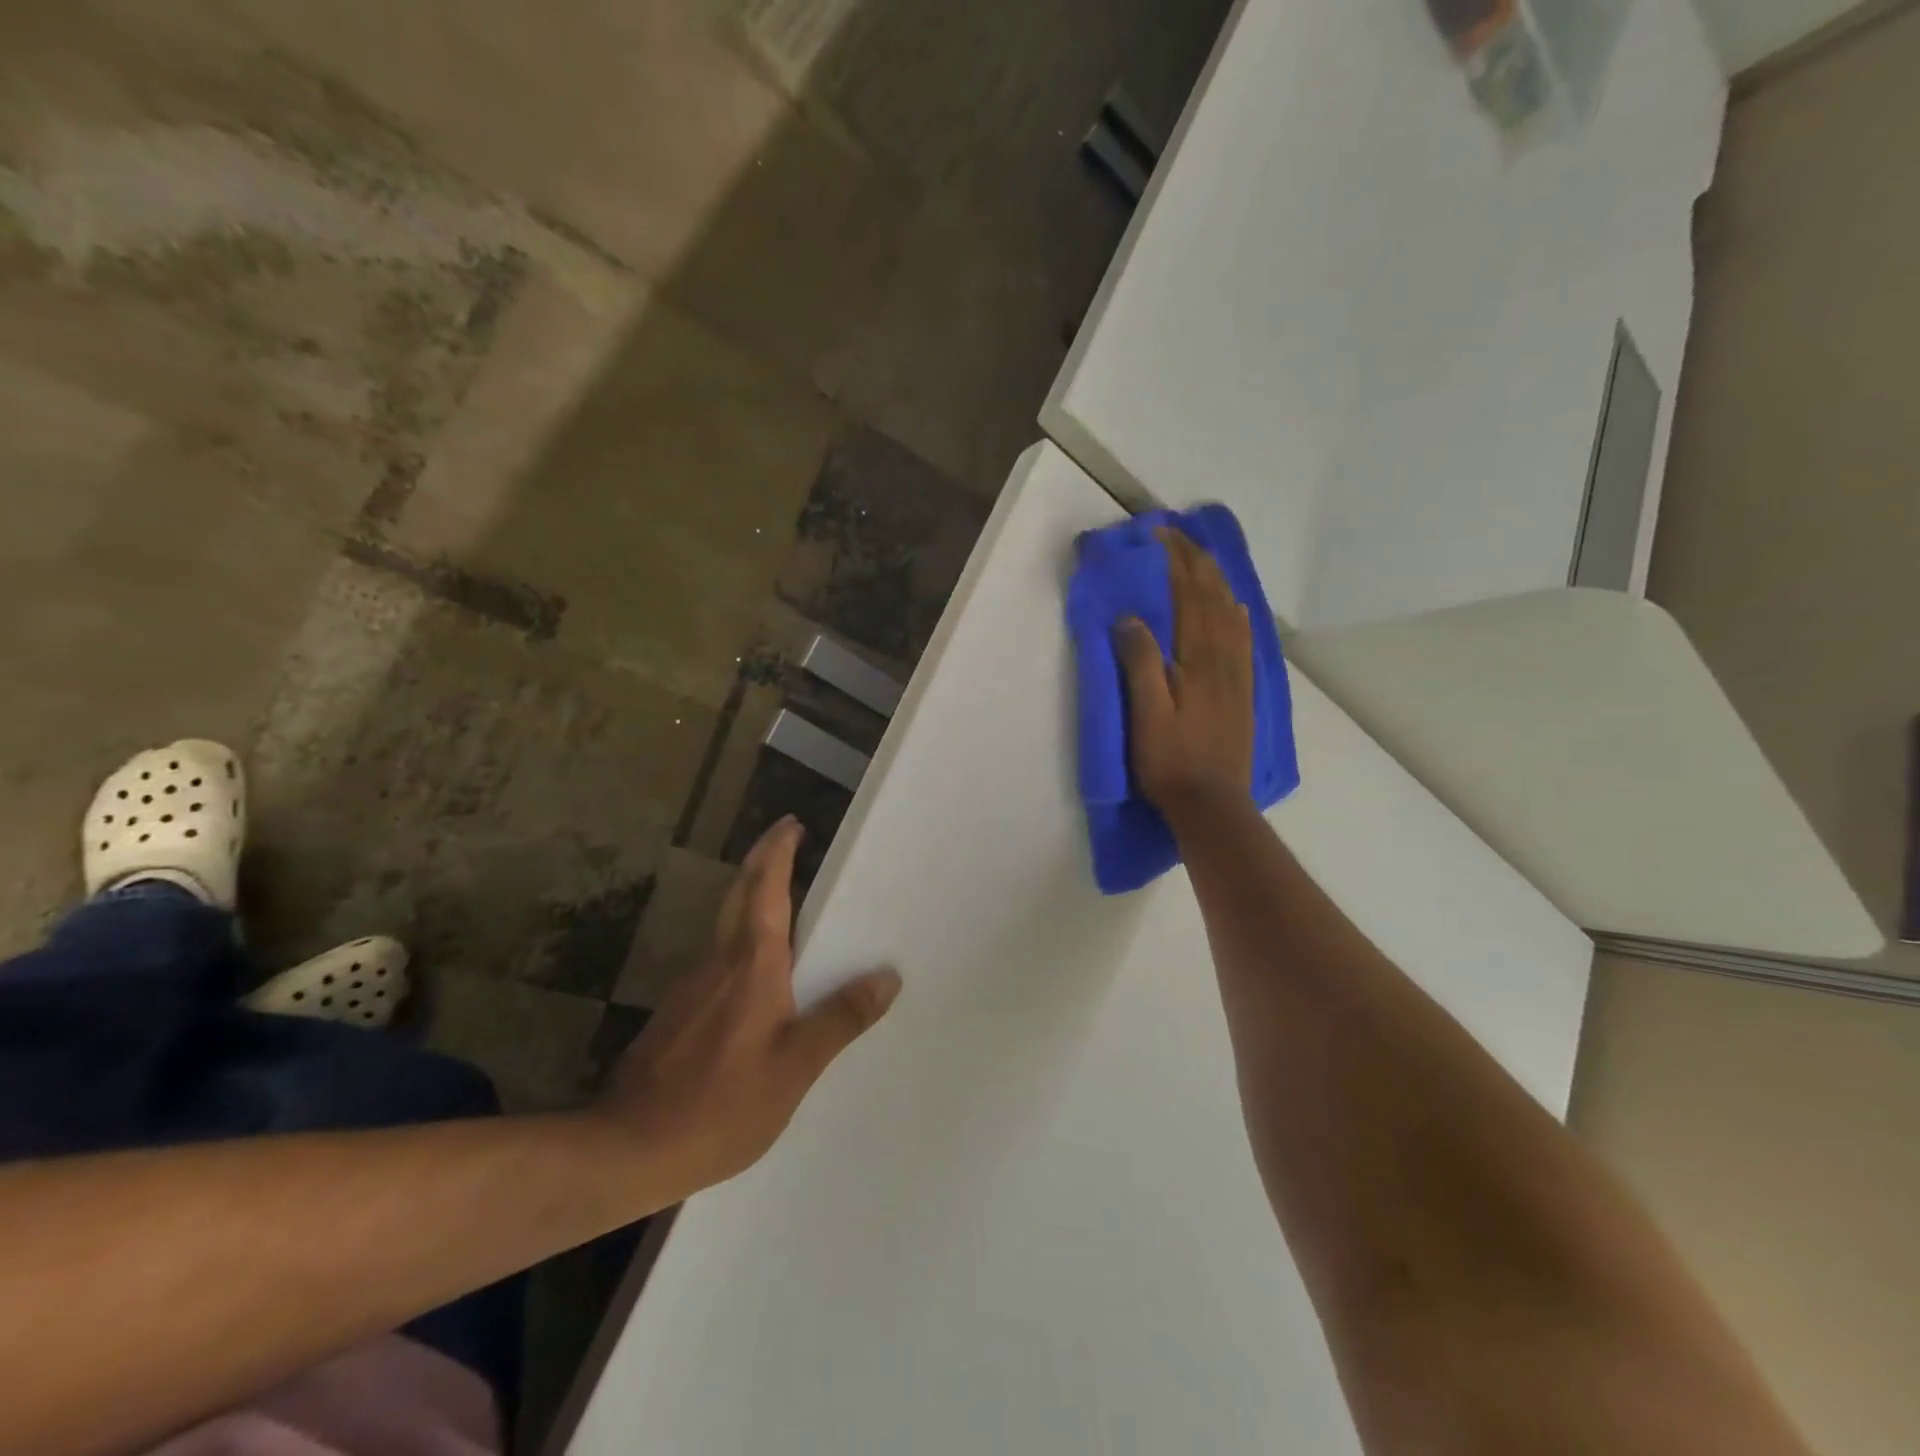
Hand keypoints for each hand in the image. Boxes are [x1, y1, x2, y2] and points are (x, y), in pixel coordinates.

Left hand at [592, 817, 900, 1197]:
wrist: (628, 1148)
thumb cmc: (720, 1106)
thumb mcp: (794, 1069)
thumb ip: (840, 1019)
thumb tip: (887, 977)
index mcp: (753, 965)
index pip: (766, 889)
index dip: (778, 852)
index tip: (793, 824)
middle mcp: (719, 962)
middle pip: (740, 894)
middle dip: (762, 859)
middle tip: (788, 839)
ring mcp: (693, 985)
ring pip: (726, 923)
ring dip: (751, 896)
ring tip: (784, 897)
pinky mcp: (680, 1010)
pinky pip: (719, 956)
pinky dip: (742, 937)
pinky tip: (758, 968)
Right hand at [1114, 526, 1255, 822]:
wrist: (1212, 805)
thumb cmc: (1170, 762)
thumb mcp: (1145, 715)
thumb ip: (1139, 664)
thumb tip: (1130, 618)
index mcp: (1198, 660)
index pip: (1189, 596)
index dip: (1176, 561)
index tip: (1159, 534)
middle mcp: (1224, 658)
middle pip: (1213, 598)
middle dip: (1196, 562)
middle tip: (1177, 537)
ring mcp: (1237, 675)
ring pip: (1232, 614)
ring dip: (1217, 581)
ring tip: (1202, 560)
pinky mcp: (1243, 692)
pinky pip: (1245, 640)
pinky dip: (1238, 614)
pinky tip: (1236, 608)